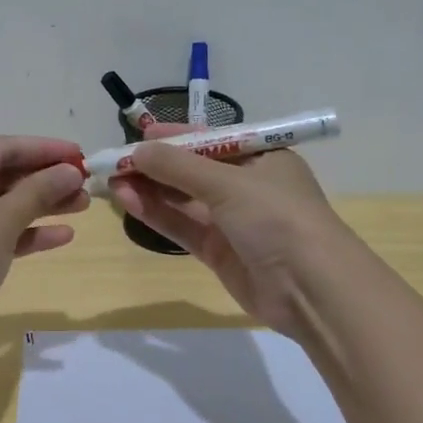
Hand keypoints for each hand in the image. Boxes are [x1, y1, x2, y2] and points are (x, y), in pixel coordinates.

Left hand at [0, 136, 89, 329]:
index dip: (44, 150)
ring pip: (1, 205)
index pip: (2, 148)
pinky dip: (24, 232)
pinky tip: (63, 236)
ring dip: (41, 206)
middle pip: (2, 176)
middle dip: (45, 181)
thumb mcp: (3, 219)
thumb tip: (72, 171)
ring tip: (82, 205)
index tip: (81, 154)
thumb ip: (39, 191)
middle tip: (85, 183)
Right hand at [110, 129, 351, 337]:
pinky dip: (156, 214)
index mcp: (261, 158)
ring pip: (183, 200)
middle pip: (192, 170)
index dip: (175, 136)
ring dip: (149, 189)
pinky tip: (128, 201)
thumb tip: (137, 150)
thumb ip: (178, 166)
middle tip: (113, 161)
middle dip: (154, 165)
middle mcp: (247, 186)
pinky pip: (182, 226)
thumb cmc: (277, 218)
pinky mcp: (219, 252)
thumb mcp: (228, 183)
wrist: (310, 288)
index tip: (138, 134)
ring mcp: (232, 221)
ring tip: (111, 181)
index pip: (211, 139)